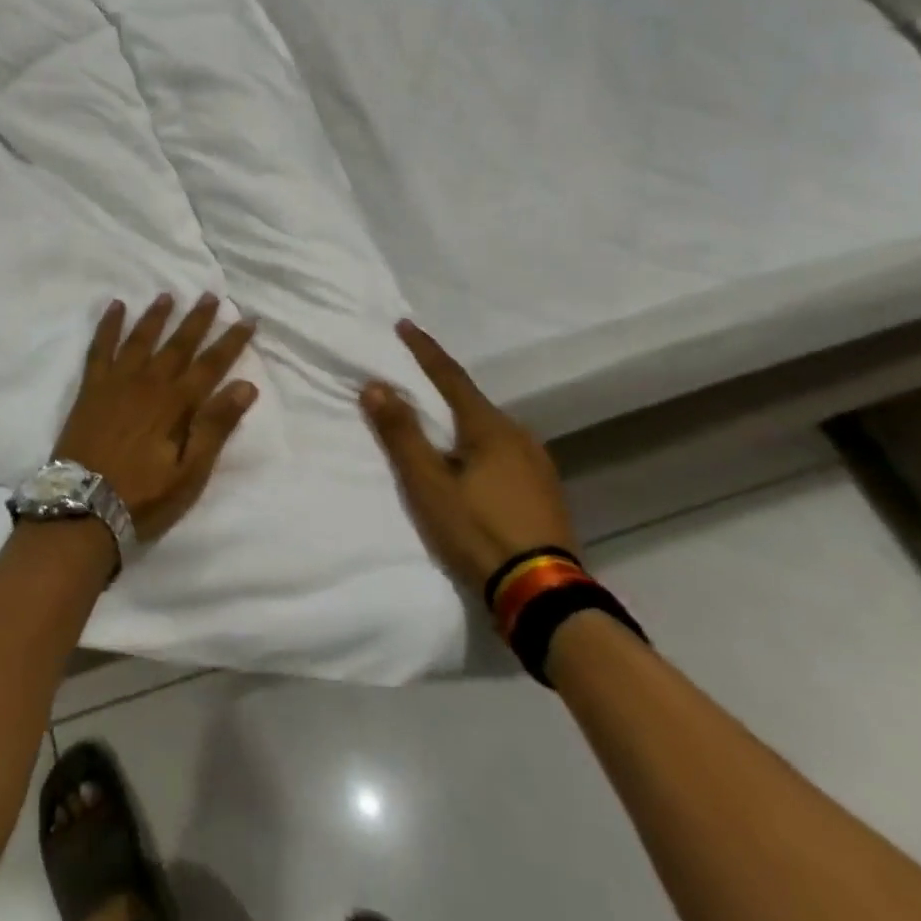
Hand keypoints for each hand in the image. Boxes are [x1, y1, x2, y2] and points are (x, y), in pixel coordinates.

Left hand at [53, 295, 258, 542]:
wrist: (82, 506)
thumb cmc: (142, 496)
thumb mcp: (189, 473)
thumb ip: (215, 427)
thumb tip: (245, 386)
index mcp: (175, 404)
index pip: (211, 365)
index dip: (231, 342)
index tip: (248, 319)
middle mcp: (148, 383)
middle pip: (178, 344)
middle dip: (197, 320)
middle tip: (212, 295)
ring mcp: (116, 382)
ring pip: (141, 338)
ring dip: (157, 316)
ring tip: (168, 295)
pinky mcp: (91, 388)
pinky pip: (100, 347)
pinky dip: (108, 325)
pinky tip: (115, 306)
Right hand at [360, 319, 577, 591]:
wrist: (544, 595)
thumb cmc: (478, 531)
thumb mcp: (429, 485)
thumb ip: (402, 434)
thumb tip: (375, 385)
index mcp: (489, 427)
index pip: (449, 376)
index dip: (424, 350)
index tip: (404, 325)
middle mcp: (518, 435)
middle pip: (470, 401)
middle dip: (441, 389)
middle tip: (413, 382)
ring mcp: (537, 464)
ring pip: (489, 429)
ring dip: (460, 421)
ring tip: (438, 428)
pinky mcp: (545, 490)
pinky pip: (503, 452)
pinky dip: (479, 446)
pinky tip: (471, 465)